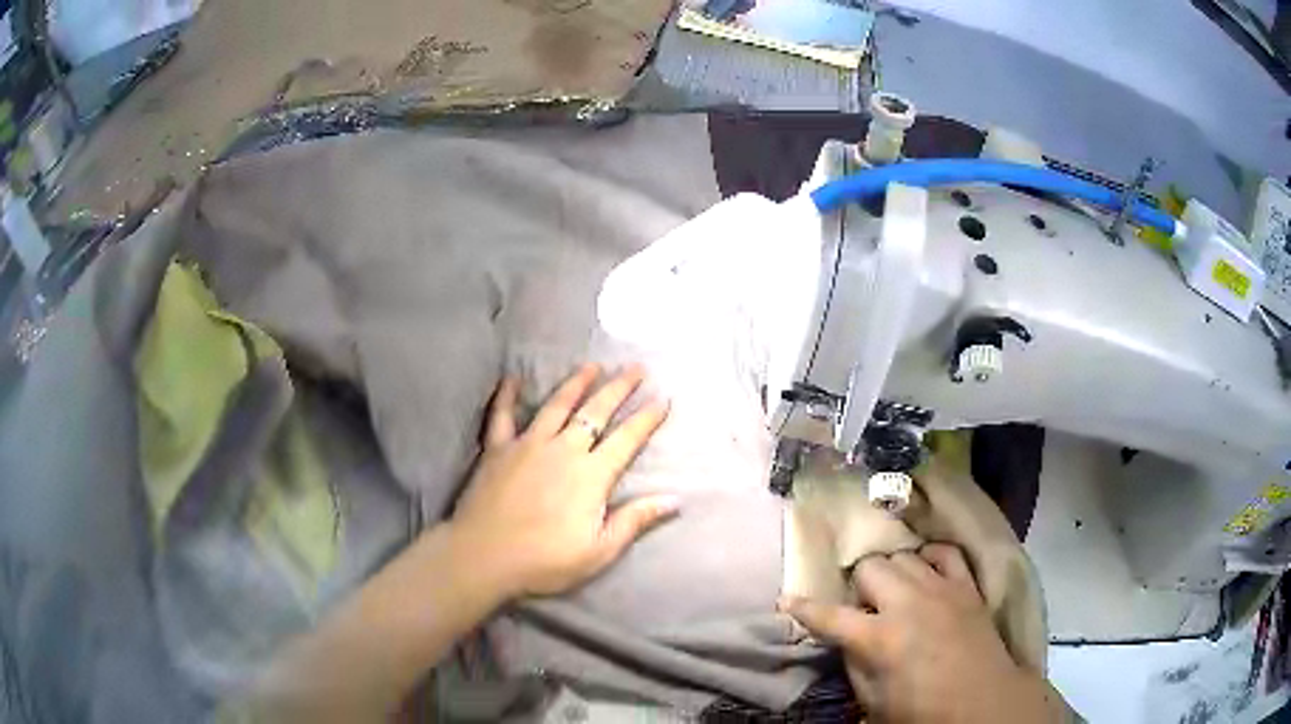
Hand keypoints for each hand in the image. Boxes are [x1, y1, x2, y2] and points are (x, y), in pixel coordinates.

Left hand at [450, 363, 677, 598]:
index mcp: (591, 475)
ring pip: (556, 405)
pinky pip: (501, 415)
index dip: (647, 418)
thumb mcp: (600, 550)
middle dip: (619, 388)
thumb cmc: (545, 560)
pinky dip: (507, 395)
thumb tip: (674, 499)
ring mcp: (527, 445)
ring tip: (592, 366)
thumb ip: (635, 520)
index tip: (663, 398)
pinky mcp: (497, 449)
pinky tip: (512, 379)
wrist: (483, 557)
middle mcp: (563, 450)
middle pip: (595, 412)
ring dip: (576, 383)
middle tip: (636, 368)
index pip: (627, 439)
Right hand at [780, 544, 1063, 722]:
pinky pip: (945, 552)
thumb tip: (848, 640)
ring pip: (904, 555)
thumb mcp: (873, 702)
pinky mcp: (967, 585)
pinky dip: (930, 557)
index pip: (828, 616)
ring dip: (892, 571)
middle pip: (870, 568)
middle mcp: (907, 603)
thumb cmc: (922, 712)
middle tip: (862, 604)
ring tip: (893, 589)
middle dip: (858, 584)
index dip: (803, 608)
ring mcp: (941, 588)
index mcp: (878, 638)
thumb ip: (855, 665)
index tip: (787, 600)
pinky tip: (926, 570)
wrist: (983, 704)